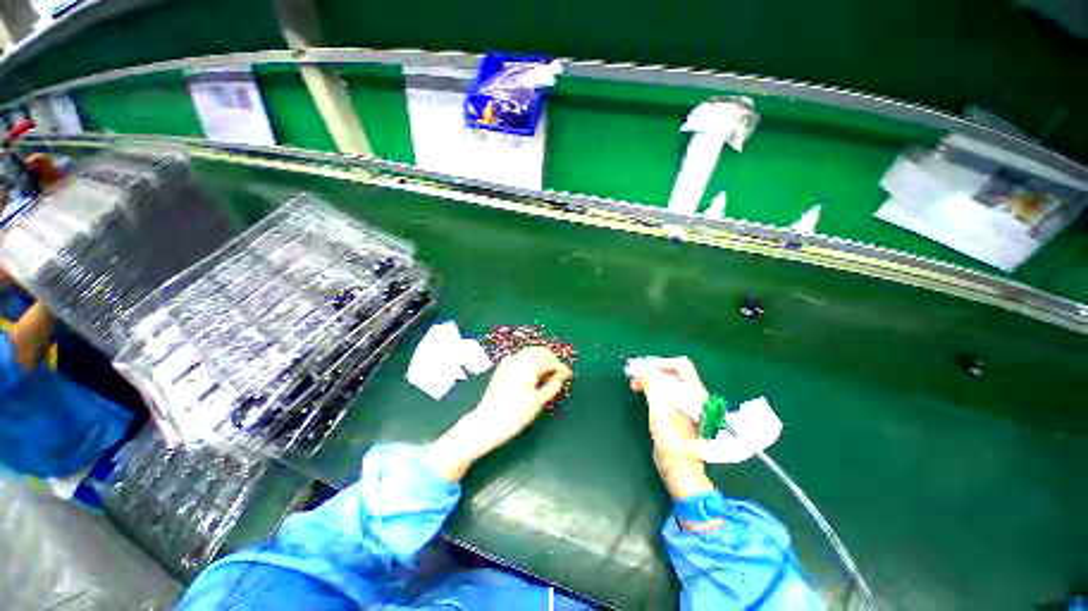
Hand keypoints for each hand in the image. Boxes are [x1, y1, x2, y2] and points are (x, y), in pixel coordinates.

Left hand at [426, 346, 571, 481]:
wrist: (487, 423)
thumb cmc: (515, 415)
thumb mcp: (539, 401)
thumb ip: (553, 385)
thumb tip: (562, 376)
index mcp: (528, 367)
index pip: (550, 361)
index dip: (561, 367)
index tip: (569, 375)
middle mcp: (518, 359)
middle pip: (540, 352)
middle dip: (552, 360)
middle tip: (559, 374)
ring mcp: (509, 362)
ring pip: (530, 352)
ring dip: (542, 358)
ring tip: (548, 373)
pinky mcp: (503, 367)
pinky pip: (521, 356)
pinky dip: (531, 360)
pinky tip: (534, 372)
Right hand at [630, 357, 715, 499]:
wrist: (680, 468)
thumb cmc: (671, 440)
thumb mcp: (659, 409)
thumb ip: (653, 386)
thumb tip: (644, 371)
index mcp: (695, 393)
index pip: (680, 365)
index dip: (660, 363)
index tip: (642, 369)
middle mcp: (694, 395)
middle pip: (674, 372)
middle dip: (653, 370)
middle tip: (635, 374)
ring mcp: (688, 404)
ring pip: (669, 382)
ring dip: (651, 378)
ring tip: (635, 383)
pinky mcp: (680, 412)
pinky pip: (667, 392)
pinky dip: (653, 388)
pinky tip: (642, 391)